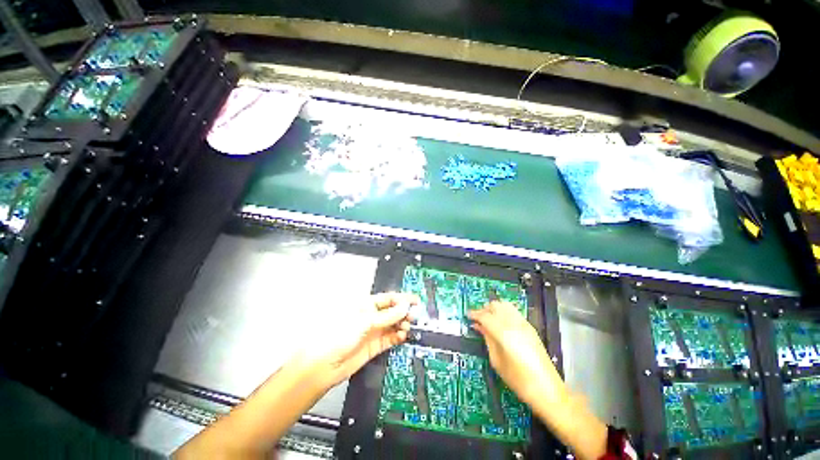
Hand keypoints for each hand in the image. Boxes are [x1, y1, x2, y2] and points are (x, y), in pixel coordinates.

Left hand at [299, 292, 417, 388]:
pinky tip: (403, 335)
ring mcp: (373, 331)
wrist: (324, 365)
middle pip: (392, 311)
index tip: (414, 300)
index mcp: (366, 305)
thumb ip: (387, 316)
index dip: (401, 298)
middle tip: (414, 315)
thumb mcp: (365, 321)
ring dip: (402, 324)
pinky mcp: (374, 346)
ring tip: (409, 326)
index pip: (387, 298)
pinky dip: (398, 336)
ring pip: (393, 324)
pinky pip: (390, 338)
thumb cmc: (338, 335)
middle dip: (404, 312)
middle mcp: (370, 317)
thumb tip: (404, 307)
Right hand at [468, 301, 566, 406]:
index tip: (468, 316)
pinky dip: (503, 311)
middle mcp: (514, 323)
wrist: (548, 390)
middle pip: (495, 306)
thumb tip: (478, 326)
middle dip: (484, 309)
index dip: (475, 314)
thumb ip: (487, 339)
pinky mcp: (530, 327)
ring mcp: (524, 323)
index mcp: (504, 333)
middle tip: (477, 319)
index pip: (485, 316)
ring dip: (494, 308)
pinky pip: (513, 311)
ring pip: (505, 305)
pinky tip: (500, 322)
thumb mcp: (497, 362)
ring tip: (488, 319)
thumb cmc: (519, 381)